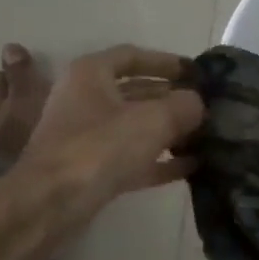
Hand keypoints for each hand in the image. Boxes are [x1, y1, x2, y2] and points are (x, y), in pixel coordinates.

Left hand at [0, 46, 204, 259]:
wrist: (51, 203)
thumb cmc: (100, 148)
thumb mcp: (153, 120)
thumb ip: (184, 106)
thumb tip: (197, 104)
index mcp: (91, 74)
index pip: (133, 56)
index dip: (167, 62)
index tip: (197, 73)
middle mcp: (85, 100)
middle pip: (136, 92)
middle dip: (172, 99)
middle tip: (207, 107)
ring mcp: (87, 137)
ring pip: (135, 127)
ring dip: (169, 131)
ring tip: (205, 136)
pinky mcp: (92, 170)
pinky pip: (133, 158)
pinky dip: (160, 160)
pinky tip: (192, 166)